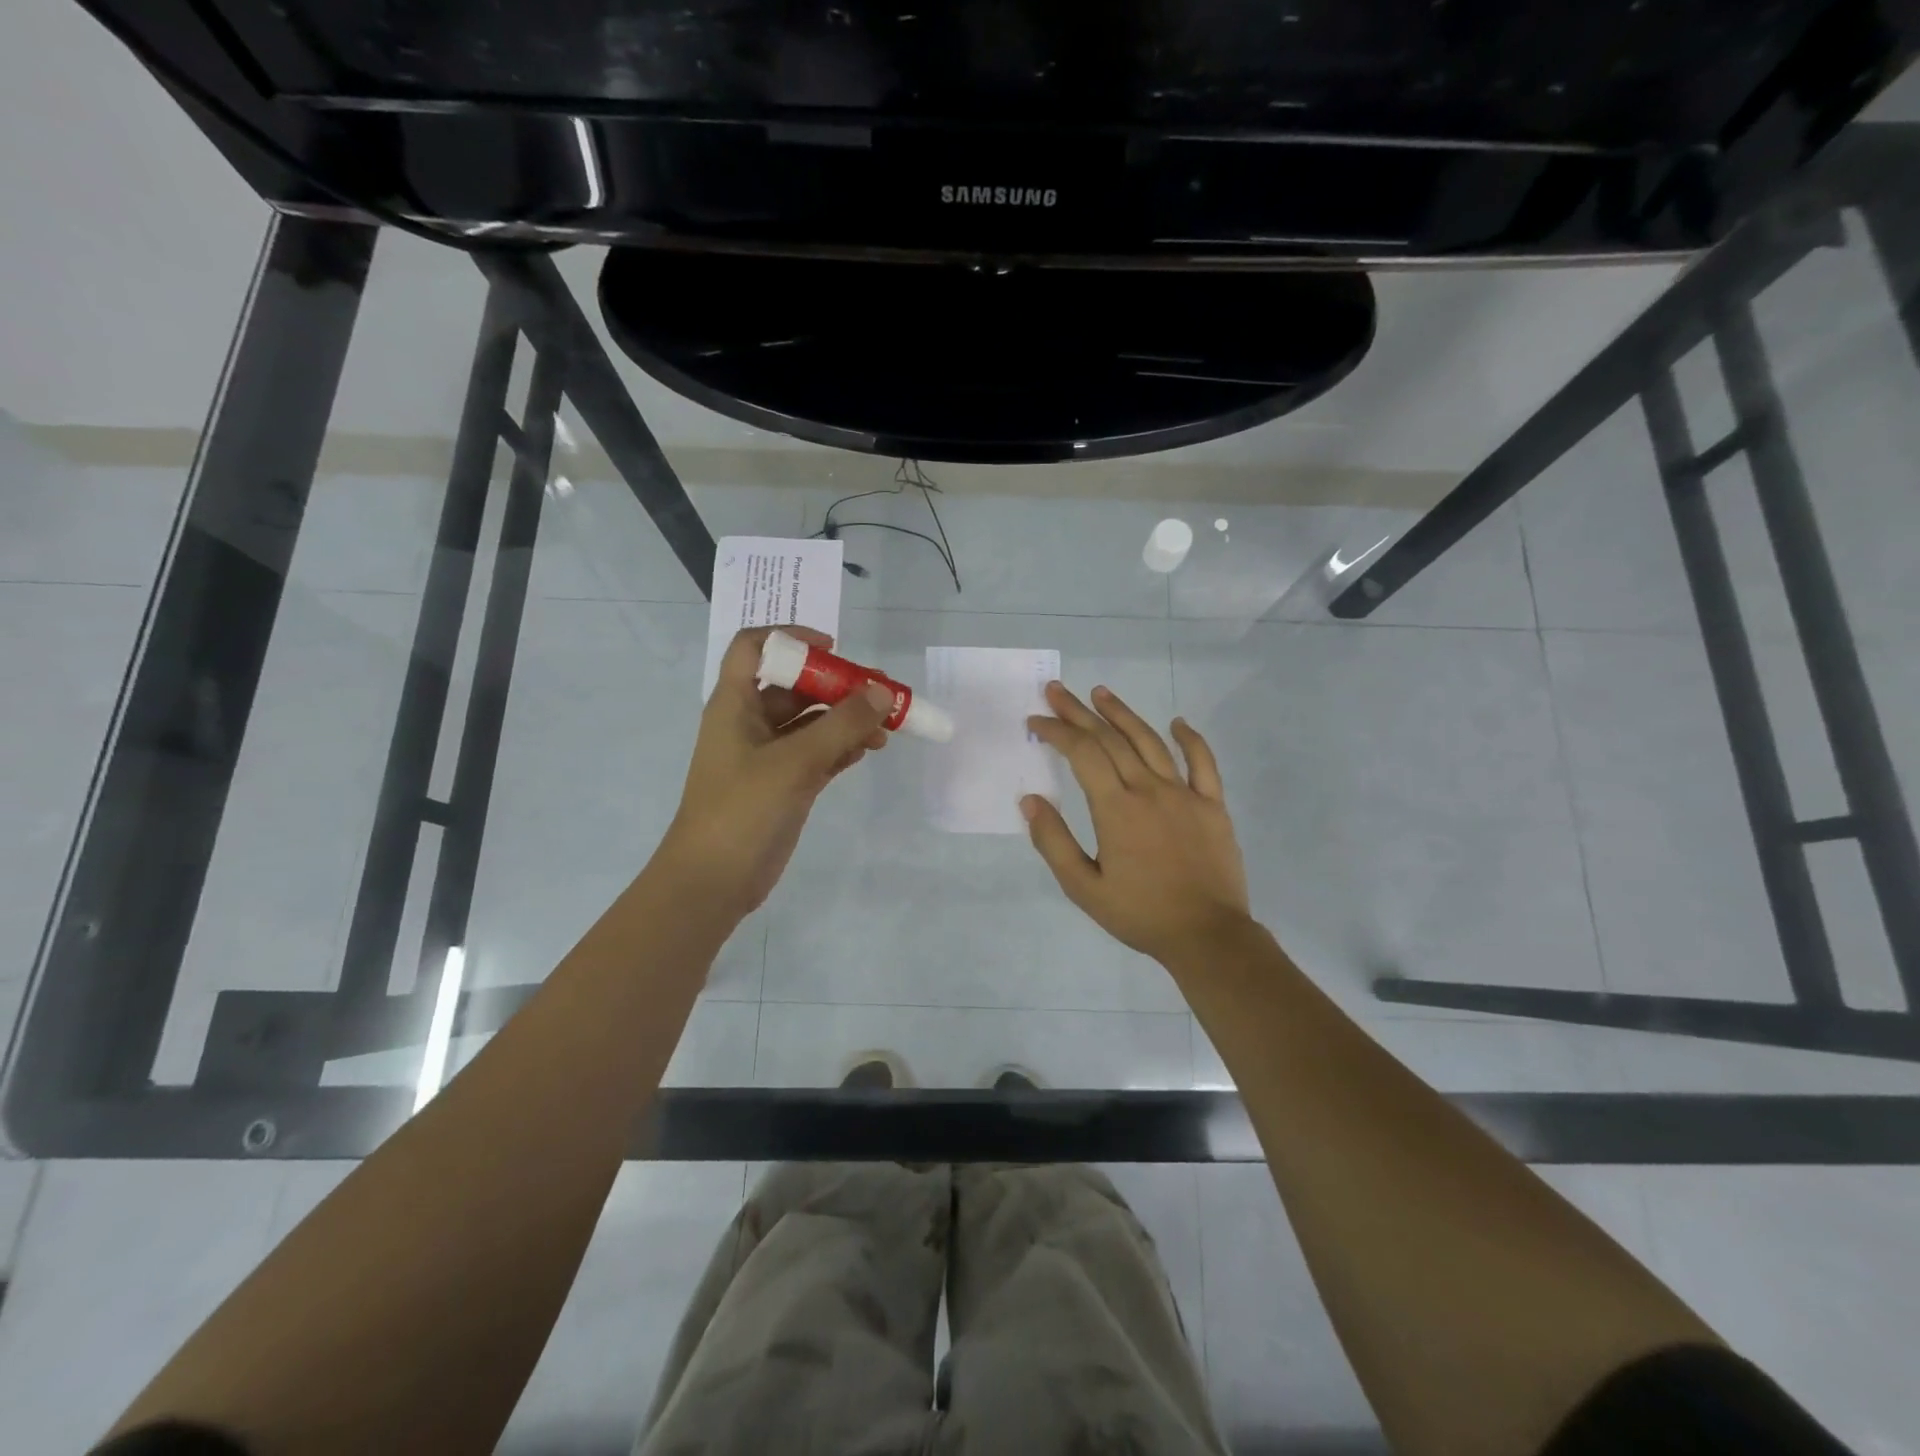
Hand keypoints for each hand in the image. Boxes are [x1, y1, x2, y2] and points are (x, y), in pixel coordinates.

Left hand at [657, 626, 890, 920]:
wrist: (713, 881)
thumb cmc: (742, 810)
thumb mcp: (794, 762)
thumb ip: (842, 725)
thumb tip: (883, 693)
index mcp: (736, 704)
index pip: (755, 648)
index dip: (791, 638)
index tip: (833, 648)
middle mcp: (751, 723)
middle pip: (796, 686)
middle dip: (838, 686)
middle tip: (881, 694)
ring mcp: (768, 755)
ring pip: (812, 723)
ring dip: (847, 721)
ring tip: (886, 730)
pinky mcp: (785, 784)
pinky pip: (818, 753)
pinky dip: (843, 748)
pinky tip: (869, 751)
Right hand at [1024, 682, 1251, 966]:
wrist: (1207, 936)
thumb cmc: (1140, 914)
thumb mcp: (1083, 887)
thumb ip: (1054, 842)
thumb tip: (1030, 801)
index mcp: (1116, 808)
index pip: (1082, 754)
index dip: (1057, 732)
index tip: (1036, 721)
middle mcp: (1149, 790)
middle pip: (1111, 739)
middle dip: (1079, 713)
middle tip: (1057, 691)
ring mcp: (1185, 794)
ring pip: (1150, 741)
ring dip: (1123, 714)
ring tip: (1101, 693)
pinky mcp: (1213, 805)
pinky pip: (1203, 763)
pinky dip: (1190, 739)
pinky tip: (1177, 723)